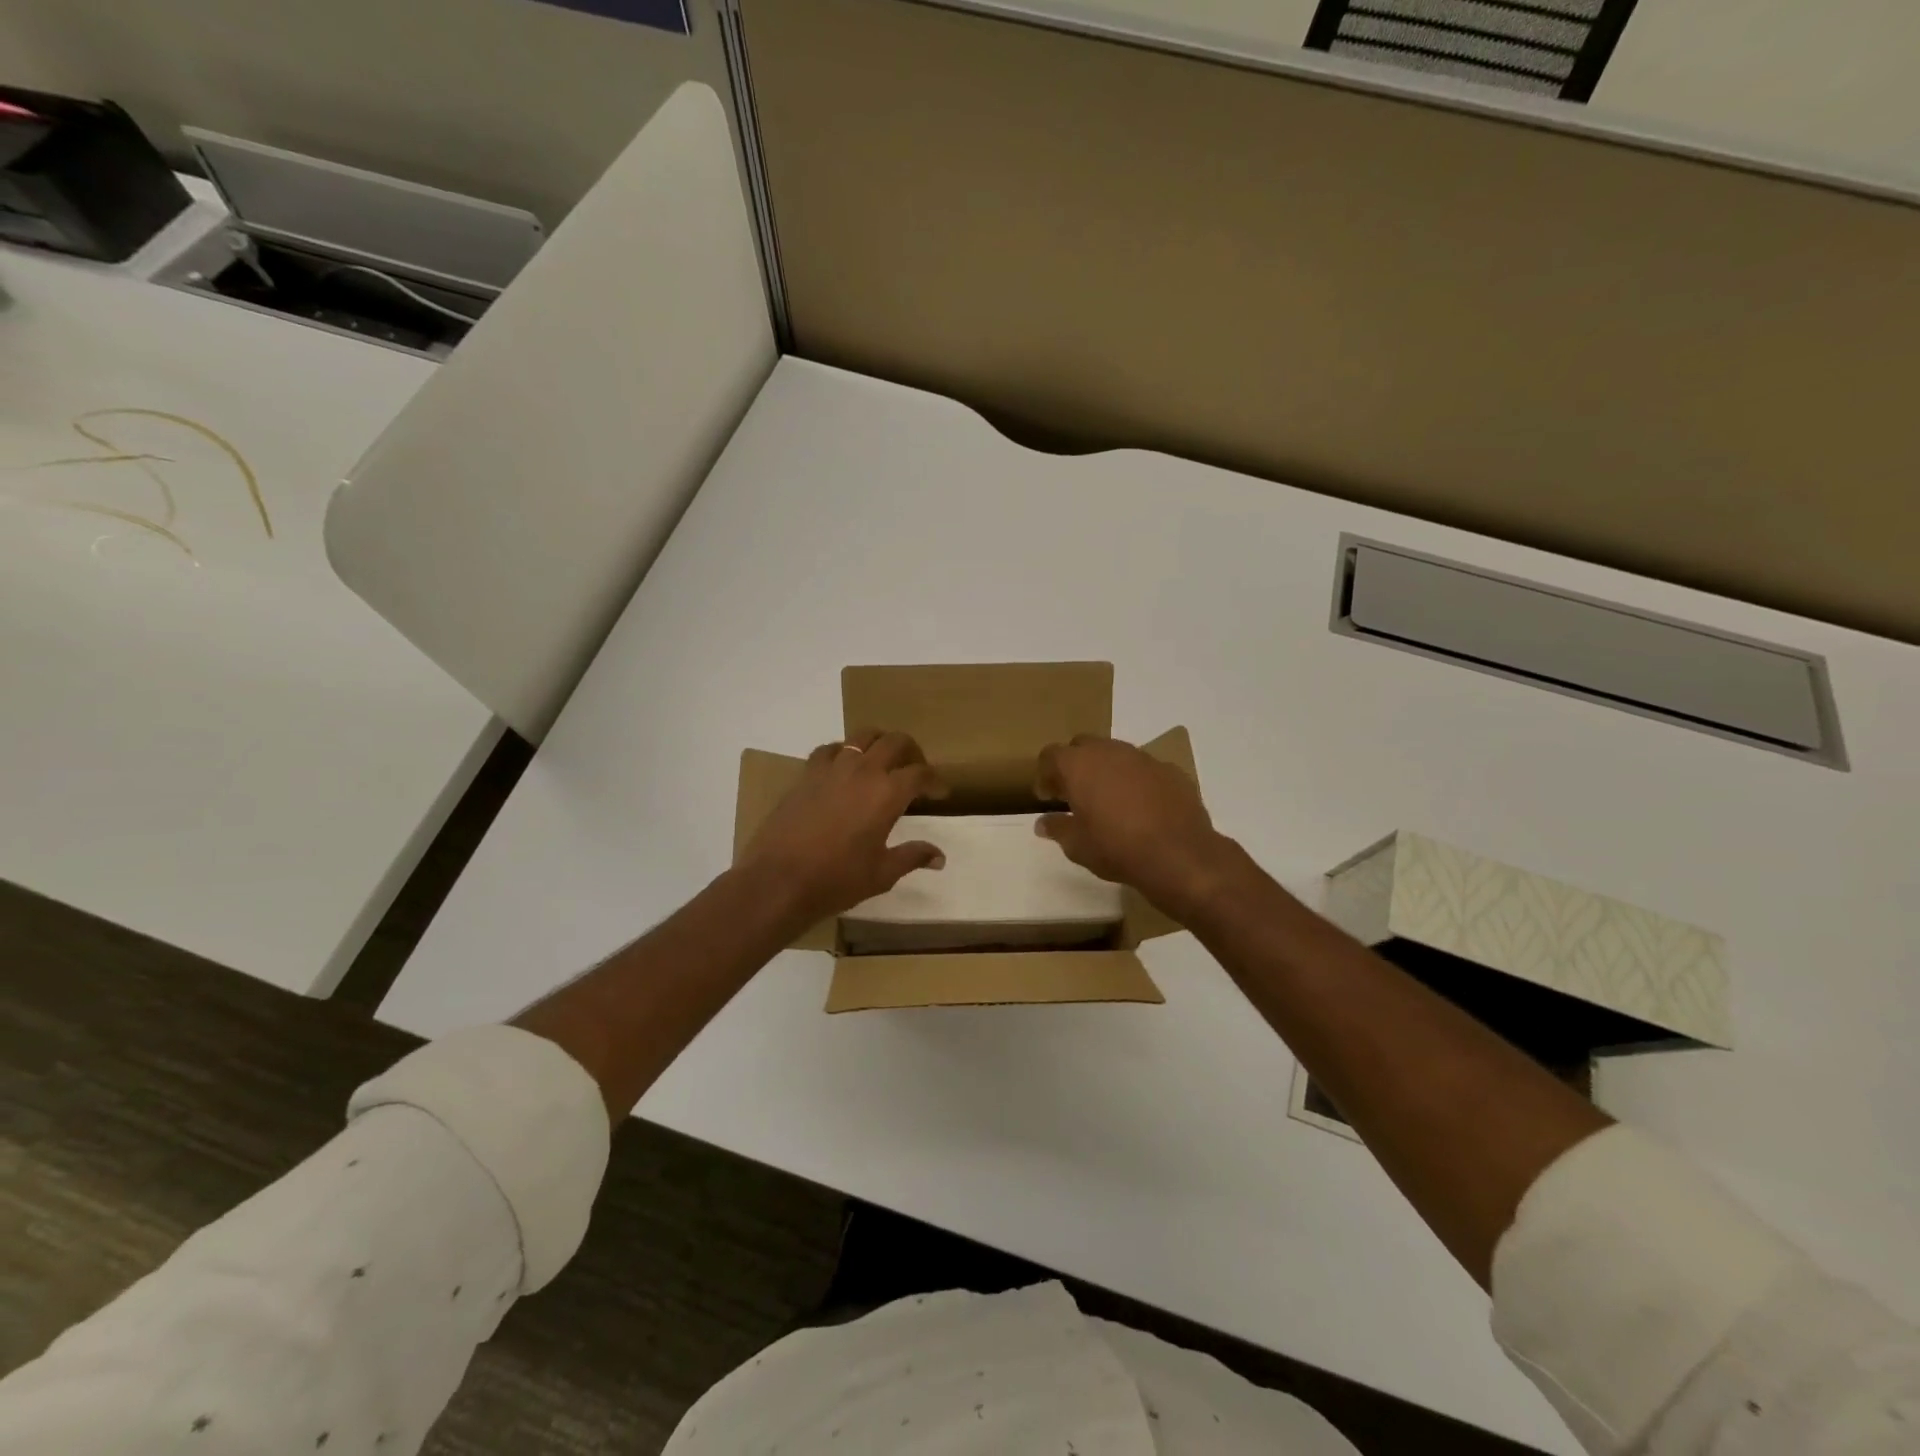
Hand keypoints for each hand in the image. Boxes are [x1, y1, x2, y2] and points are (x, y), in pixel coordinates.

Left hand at [739, 729, 946, 926]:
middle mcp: (863, 771)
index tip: (940, 792)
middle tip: (915, 771)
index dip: (935, 780)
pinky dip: (844, 752)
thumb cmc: (837, 880)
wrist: (779, 880)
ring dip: (879, 743)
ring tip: (882, 761)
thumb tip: (939, 856)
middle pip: (896, 742)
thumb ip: (912, 857)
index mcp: (888, 793)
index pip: (921, 773)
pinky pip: (830, 749)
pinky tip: (844, 768)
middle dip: (912, 752)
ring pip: (863, 736)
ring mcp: (832, 768)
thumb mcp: (882, 873)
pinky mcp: (806, 774)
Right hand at [1034, 734, 1232, 920]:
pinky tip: (1141, 807)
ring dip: (1106, 770)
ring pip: (1116, 753)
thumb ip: (1057, 828)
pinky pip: (1144, 769)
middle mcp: (1110, 751)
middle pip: (1083, 746)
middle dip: (1075, 765)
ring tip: (1108, 800)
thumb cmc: (1116, 848)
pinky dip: (1136, 781)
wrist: (1179, 855)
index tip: (1047, 796)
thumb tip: (1042, 823)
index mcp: (1079, 765)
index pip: (1051, 755)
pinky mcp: (1170, 770)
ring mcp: (1143, 758)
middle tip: (1074, 794)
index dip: (1045, 775)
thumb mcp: (1077, 846)